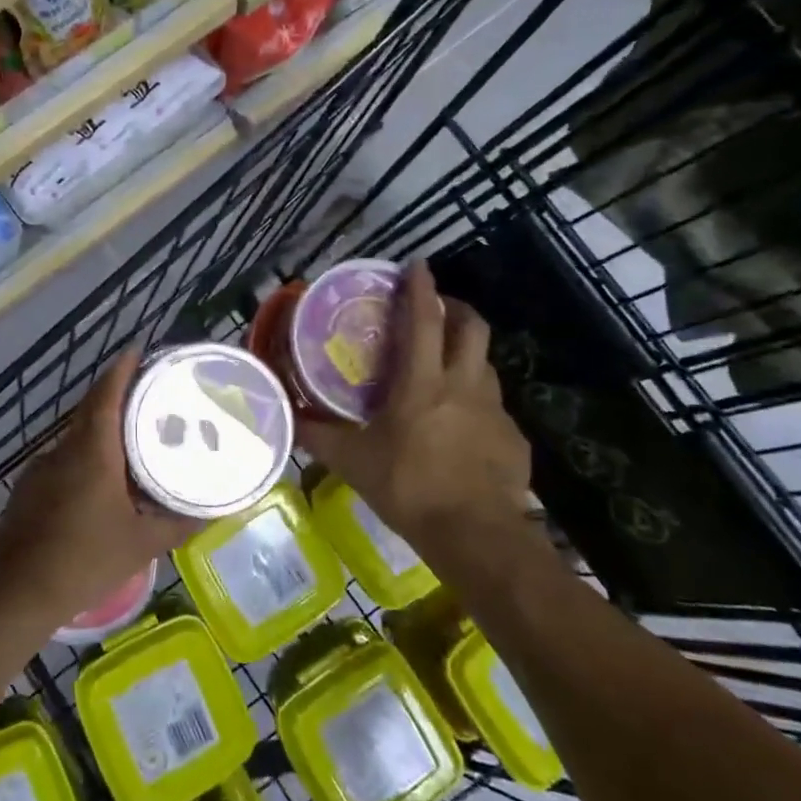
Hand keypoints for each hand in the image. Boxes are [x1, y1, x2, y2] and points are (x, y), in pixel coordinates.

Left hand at [0, 350, 197, 629]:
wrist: (16, 594)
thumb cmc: (84, 560)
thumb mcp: (142, 543)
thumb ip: (180, 523)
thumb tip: (216, 510)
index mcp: (92, 451)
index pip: (106, 394)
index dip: (122, 369)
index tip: (137, 350)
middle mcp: (64, 450)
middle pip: (91, 410)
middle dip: (117, 396)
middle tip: (149, 395)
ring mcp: (40, 469)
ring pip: (76, 438)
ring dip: (101, 431)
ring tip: (133, 442)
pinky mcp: (28, 491)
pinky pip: (63, 461)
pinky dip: (85, 458)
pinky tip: (100, 485)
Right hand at [298, 261, 536, 554]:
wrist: (477, 536)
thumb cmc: (409, 488)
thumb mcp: (354, 462)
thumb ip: (319, 437)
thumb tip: (286, 419)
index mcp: (422, 383)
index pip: (424, 321)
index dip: (421, 289)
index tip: (418, 265)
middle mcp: (463, 385)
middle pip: (472, 328)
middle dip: (457, 308)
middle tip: (438, 310)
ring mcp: (495, 411)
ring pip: (486, 365)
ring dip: (468, 354)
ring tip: (447, 367)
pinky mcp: (514, 438)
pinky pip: (495, 407)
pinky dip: (477, 402)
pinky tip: (464, 425)